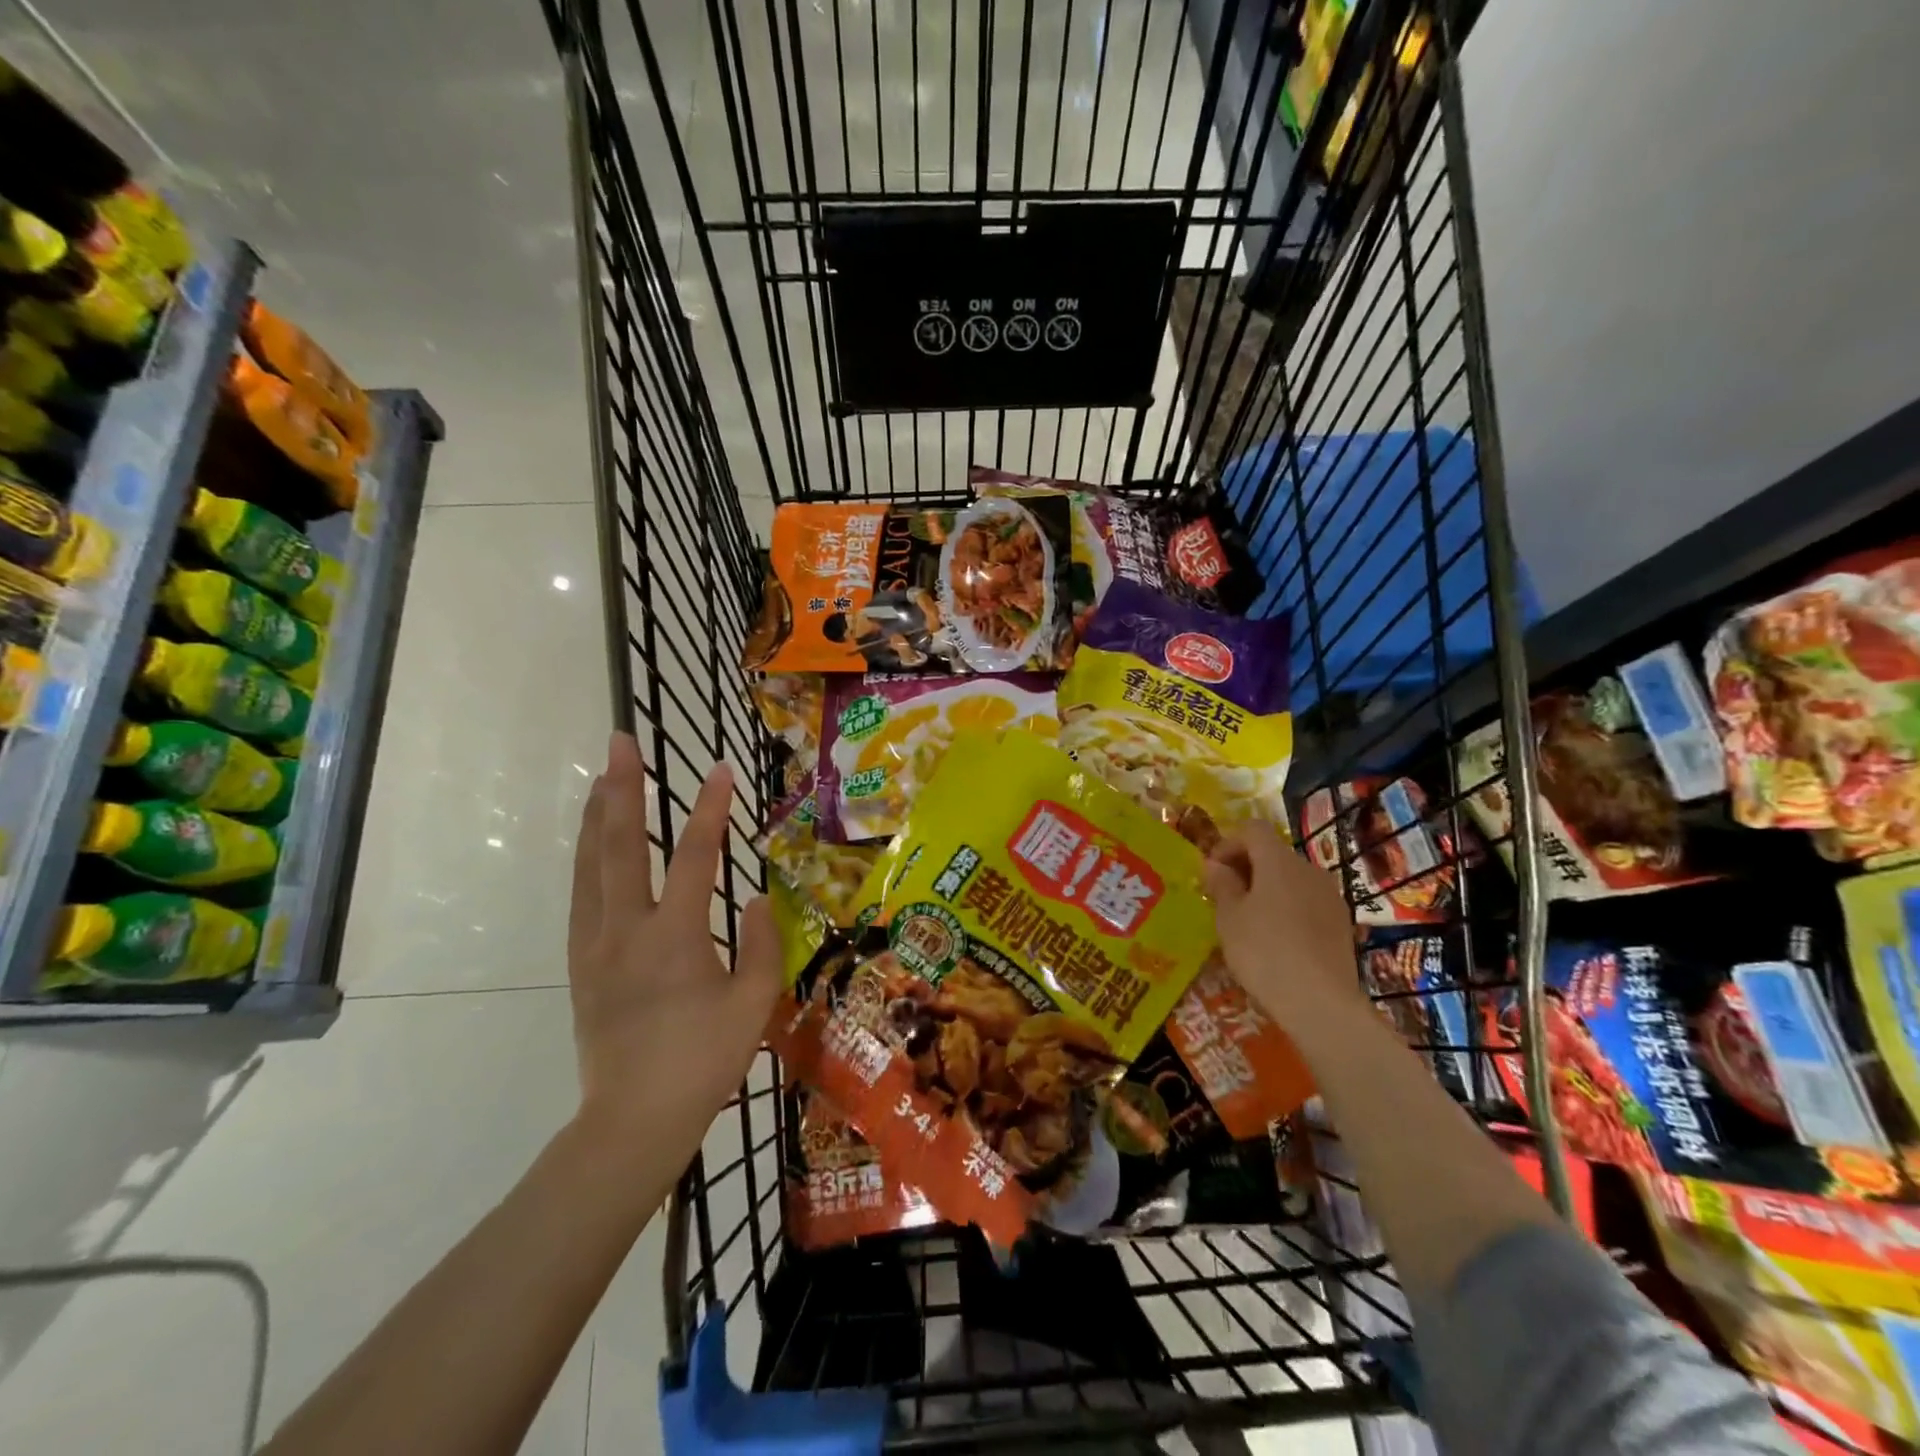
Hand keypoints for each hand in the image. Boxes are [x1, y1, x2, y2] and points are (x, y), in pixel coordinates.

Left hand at [567, 733, 780, 1162]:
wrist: (633, 1121)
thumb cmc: (703, 1061)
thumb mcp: (753, 1003)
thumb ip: (761, 943)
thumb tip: (756, 897)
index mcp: (674, 936)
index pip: (695, 857)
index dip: (710, 810)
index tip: (720, 770)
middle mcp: (626, 929)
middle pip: (620, 844)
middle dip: (622, 787)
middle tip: (620, 742)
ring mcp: (595, 945)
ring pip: (589, 865)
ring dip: (596, 815)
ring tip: (601, 776)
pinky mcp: (581, 963)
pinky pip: (581, 895)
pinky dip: (586, 856)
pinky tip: (592, 843)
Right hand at [1203, 819, 1365, 1031]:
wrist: (1321, 1003)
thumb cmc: (1264, 952)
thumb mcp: (1229, 917)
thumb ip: (1221, 884)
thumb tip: (1215, 865)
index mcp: (1279, 861)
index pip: (1252, 830)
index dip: (1228, 843)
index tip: (1212, 872)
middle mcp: (1309, 869)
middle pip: (1273, 853)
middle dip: (1246, 867)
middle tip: (1224, 897)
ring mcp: (1330, 896)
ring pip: (1291, 879)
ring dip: (1267, 889)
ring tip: (1248, 920)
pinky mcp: (1341, 923)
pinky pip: (1306, 902)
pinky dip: (1287, 908)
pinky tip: (1276, 940)